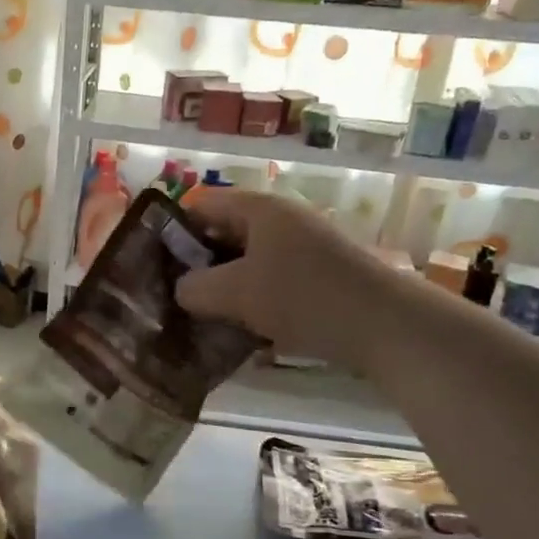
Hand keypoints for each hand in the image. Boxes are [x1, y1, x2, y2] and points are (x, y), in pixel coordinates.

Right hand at [175, 189, 390, 364]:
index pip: (201, 206)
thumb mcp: (235, 292)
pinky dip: (253, 303)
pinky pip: (271, 284)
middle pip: (224, 235)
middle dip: (197, 267)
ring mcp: (303, 249)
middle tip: (172, 299)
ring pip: (247, 264)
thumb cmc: (303, 296)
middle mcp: (281, 221)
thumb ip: (194, 288)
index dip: (172, 232)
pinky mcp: (319, 277)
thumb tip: (181, 291)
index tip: (153, 267)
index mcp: (259, 209)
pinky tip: (240, 333)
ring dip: (224, 290)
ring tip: (200, 320)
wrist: (386, 325)